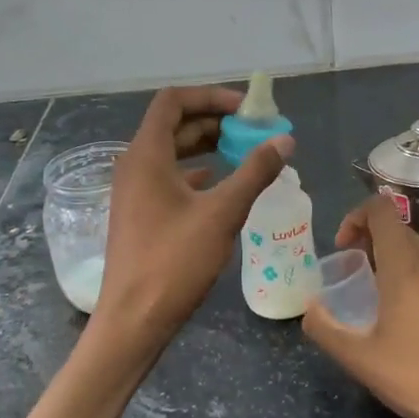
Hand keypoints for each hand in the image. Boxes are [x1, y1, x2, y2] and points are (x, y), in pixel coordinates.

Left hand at [94, 86, 292, 350]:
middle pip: (174, 125)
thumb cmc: (174, 262)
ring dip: (208, 147)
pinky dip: (198, 173)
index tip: (247, 109)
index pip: (174, 101)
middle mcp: (135, 165)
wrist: (134, 320)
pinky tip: (223, 185)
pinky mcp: (140, 214)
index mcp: (146, 155)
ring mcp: (134, 191)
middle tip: (254, 130)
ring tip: (246, 153)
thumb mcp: (221, 213)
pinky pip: (170, 179)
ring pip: (173, 153)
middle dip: (215, 121)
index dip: (211, 96)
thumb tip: (284, 140)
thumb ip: (254, 172)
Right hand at [302, 196, 418, 417]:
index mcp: (406, 264)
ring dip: (395, 262)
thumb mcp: (358, 358)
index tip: (343, 249)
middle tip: (355, 277)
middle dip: (371, 243)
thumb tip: (311, 308)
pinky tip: (416, 322)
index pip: (380, 209)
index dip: (355, 217)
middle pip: (399, 231)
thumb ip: (324, 328)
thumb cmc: (417, 378)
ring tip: (382, 300)